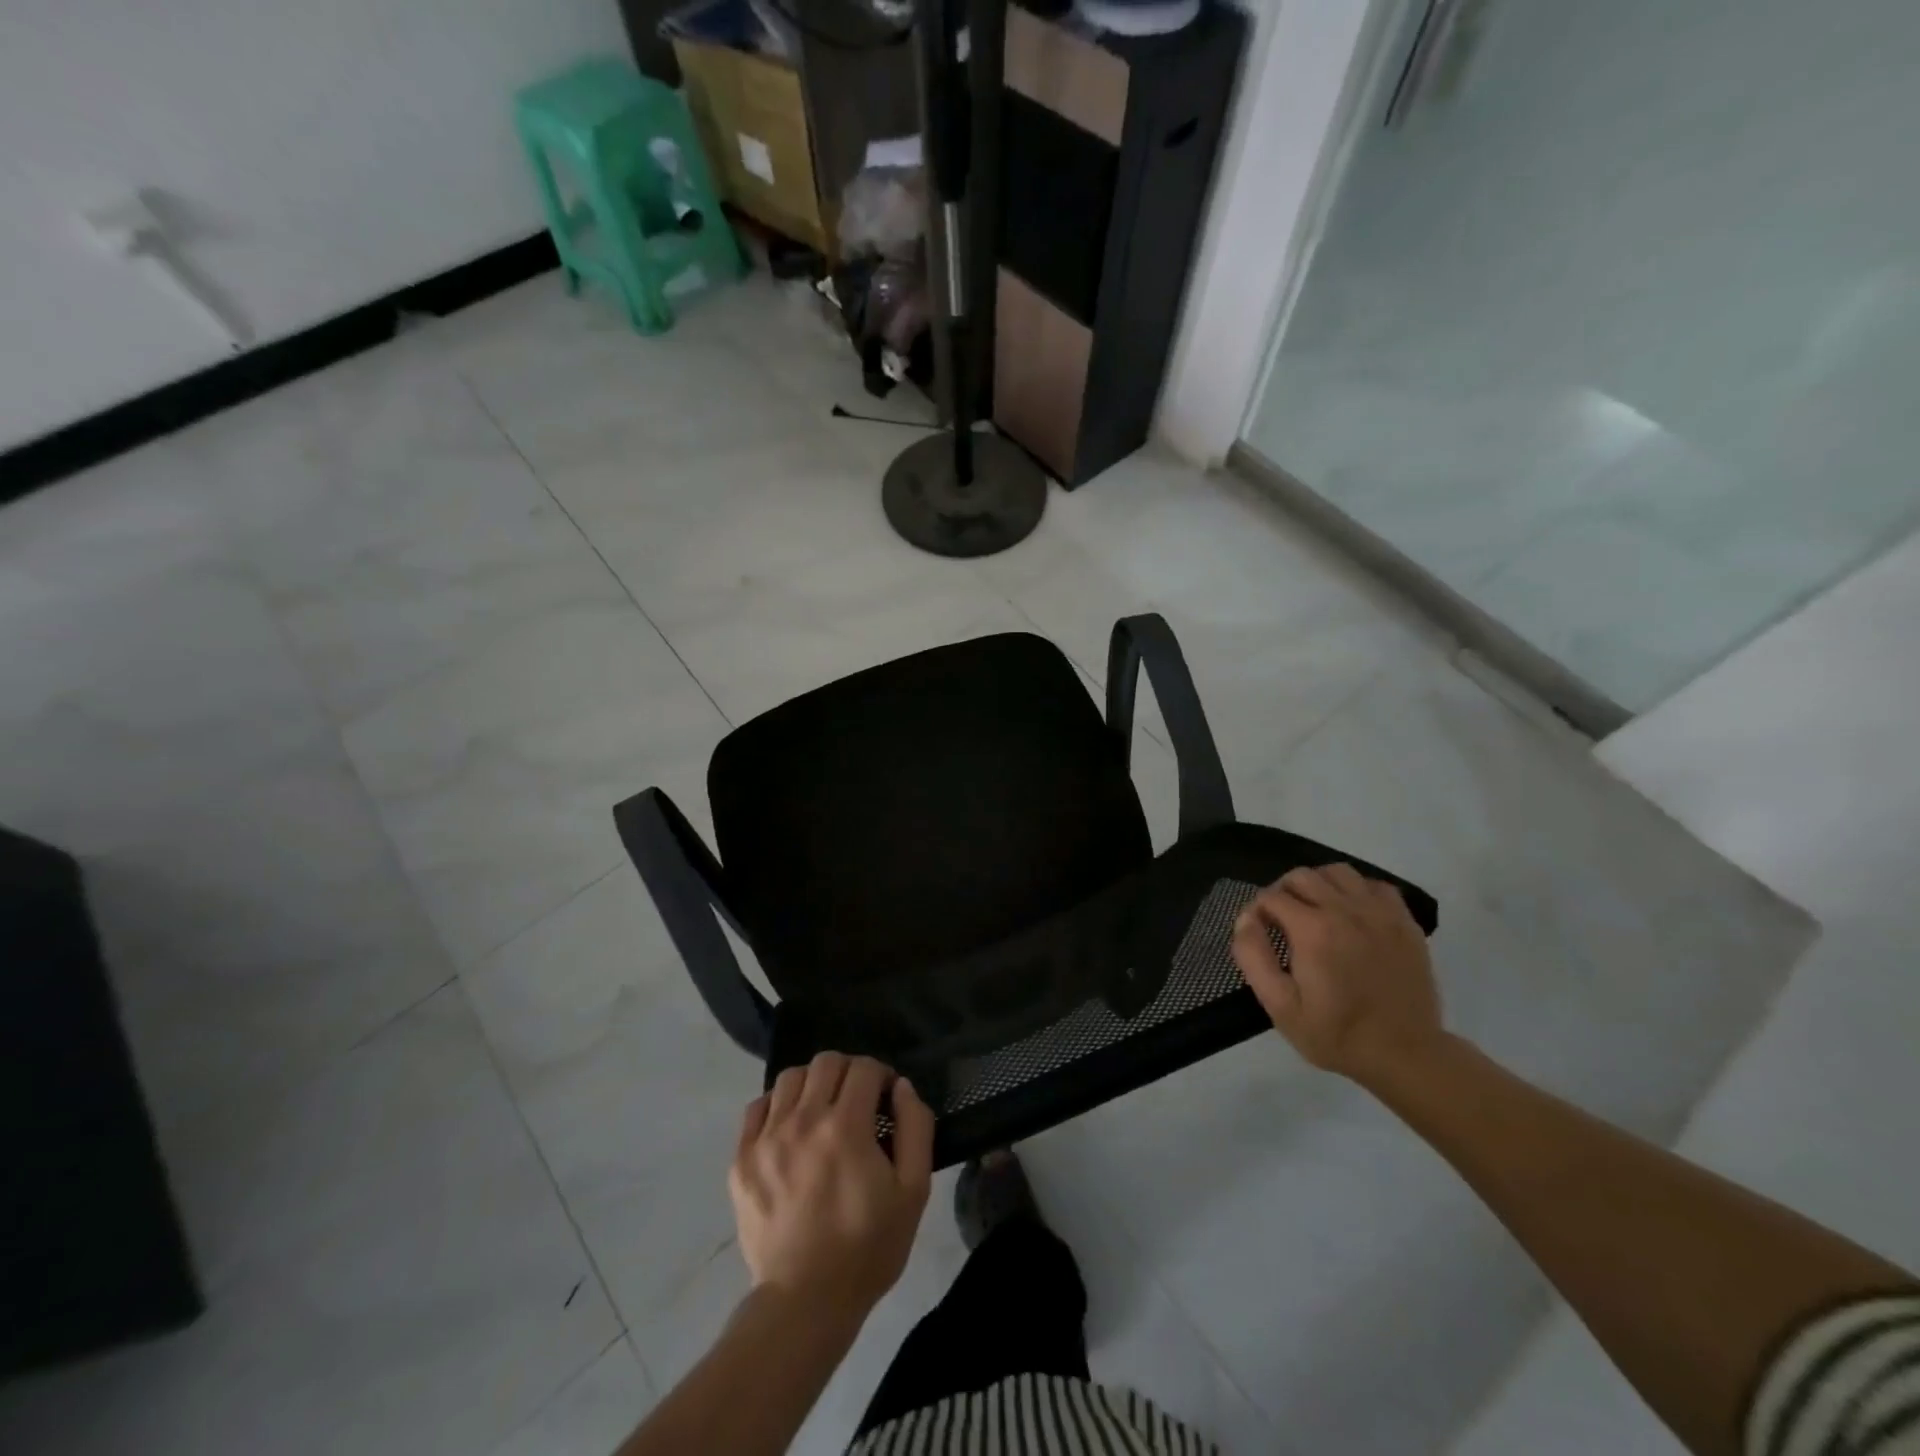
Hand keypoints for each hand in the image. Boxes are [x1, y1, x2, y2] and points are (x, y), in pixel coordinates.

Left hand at [729, 1053, 934, 1319]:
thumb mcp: (913, 1192)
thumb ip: (915, 1128)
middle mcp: (803, 1120)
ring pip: (790, 1077)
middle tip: (857, 1101)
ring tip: (822, 1111)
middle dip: (848, 1072)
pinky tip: (790, 1127)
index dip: (881, 1075)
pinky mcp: (741, 1160)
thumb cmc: (867, 1247)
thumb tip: (902, 1087)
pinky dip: (777, 1105)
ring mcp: (767, 1138)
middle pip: (826, 1062)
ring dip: (813, 1084)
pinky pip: (757, 1108)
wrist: (805, 1303)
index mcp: (846, 1126)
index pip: (863, 1068)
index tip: (886, 1098)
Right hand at [1230, 863, 1442, 1084]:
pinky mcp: (1405, 923)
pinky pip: (1375, 886)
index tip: (1260, 934)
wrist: (1406, 1056)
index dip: (1257, 911)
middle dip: (1283, 892)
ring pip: (1338, 872)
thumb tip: (1245, 918)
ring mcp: (1380, 914)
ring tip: (1315, 911)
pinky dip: (1357, 891)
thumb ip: (1253, 957)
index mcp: (1313, 930)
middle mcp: (1346, 910)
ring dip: (1319, 884)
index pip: (1271, 896)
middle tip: (1282, 922)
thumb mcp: (1280, 1006)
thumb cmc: (1336, 1034)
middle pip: (1301, 876)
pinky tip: (1352, 915)